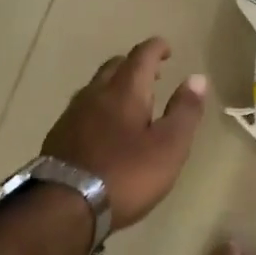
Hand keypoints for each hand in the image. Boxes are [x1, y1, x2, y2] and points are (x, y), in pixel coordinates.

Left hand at [42, 37, 206, 229]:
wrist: (65, 206)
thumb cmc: (126, 174)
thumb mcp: (169, 146)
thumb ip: (185, 111)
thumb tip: (197, 78)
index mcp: (125, 91)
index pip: (142, 56)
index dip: (156, 48)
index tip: (167, 49)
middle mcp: (95, 94)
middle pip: (114, 67)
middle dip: (134, 66)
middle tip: (153, 76)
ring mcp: (72, 115)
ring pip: (95, 88)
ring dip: (114, 87)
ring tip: (130, 102)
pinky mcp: (58, 137)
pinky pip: (82, 110)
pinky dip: (99, 109)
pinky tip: (103, 129)